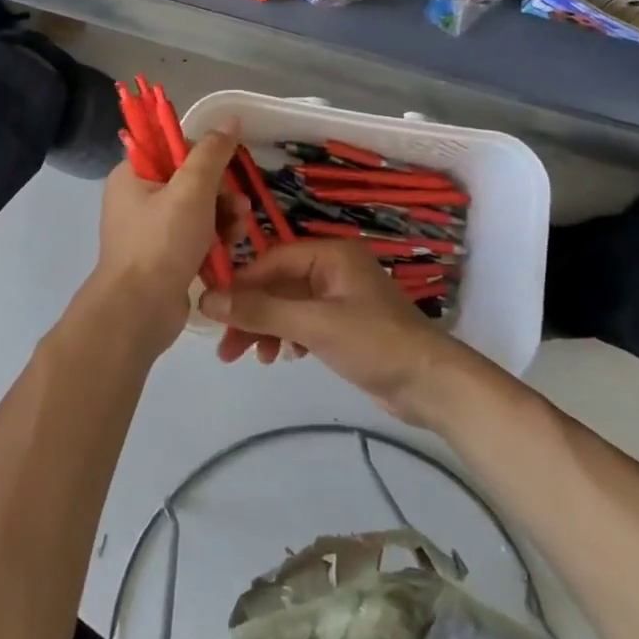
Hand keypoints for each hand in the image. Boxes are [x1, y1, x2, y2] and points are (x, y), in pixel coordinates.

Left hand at [84, 123, 244, 354]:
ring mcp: (150, 229)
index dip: (204, 157)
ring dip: (223, 216)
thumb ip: (212, 154)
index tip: (226, 172)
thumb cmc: (161, 243)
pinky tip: (230, 248)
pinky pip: (195, 235)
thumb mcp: (191, 191)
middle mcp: (137, 198)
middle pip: (190, 179)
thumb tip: (230, 120)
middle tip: (238, 208)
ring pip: (197, 208)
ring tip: (238, 231)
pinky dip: (214, 238)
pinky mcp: (163, 255)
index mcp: (132, 175)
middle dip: (221, 193)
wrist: (139, 312)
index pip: (173, 148)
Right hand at [199, 240, 469, 425]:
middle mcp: (334, 268)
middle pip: (278, 284)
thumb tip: (207, 300)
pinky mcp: (344, 324)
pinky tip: (284, 356)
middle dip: (252, 314)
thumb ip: (261, 311)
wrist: (431, 384)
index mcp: (330, 254)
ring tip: (256, 360)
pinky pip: (303, 321)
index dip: (241, 284)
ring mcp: (340, 297)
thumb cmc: (374, 342)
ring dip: (268, 328)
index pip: (273, 260)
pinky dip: (288, 336)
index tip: (213, 312)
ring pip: (288, 305)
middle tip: (227, 350)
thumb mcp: (314, 324)